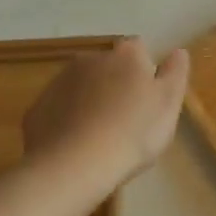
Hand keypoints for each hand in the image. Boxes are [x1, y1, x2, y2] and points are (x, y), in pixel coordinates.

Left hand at [22, 38, 189, 186]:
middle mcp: (90, 59)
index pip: (139, 50)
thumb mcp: (168, 104)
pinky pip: (59, 110)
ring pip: (81, 87)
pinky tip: (74, 147)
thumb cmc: (132, 132)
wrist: (74, 165)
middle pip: (108, 67)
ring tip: (99, 137)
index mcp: (126, 55)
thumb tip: (177, 51)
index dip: (145, 71)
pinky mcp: (38, 108)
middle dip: (115, 85)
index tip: (148, 98)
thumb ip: (176, 73)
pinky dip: (67, 121)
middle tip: (125, 120)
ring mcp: (59, 82)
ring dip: (90, 102)